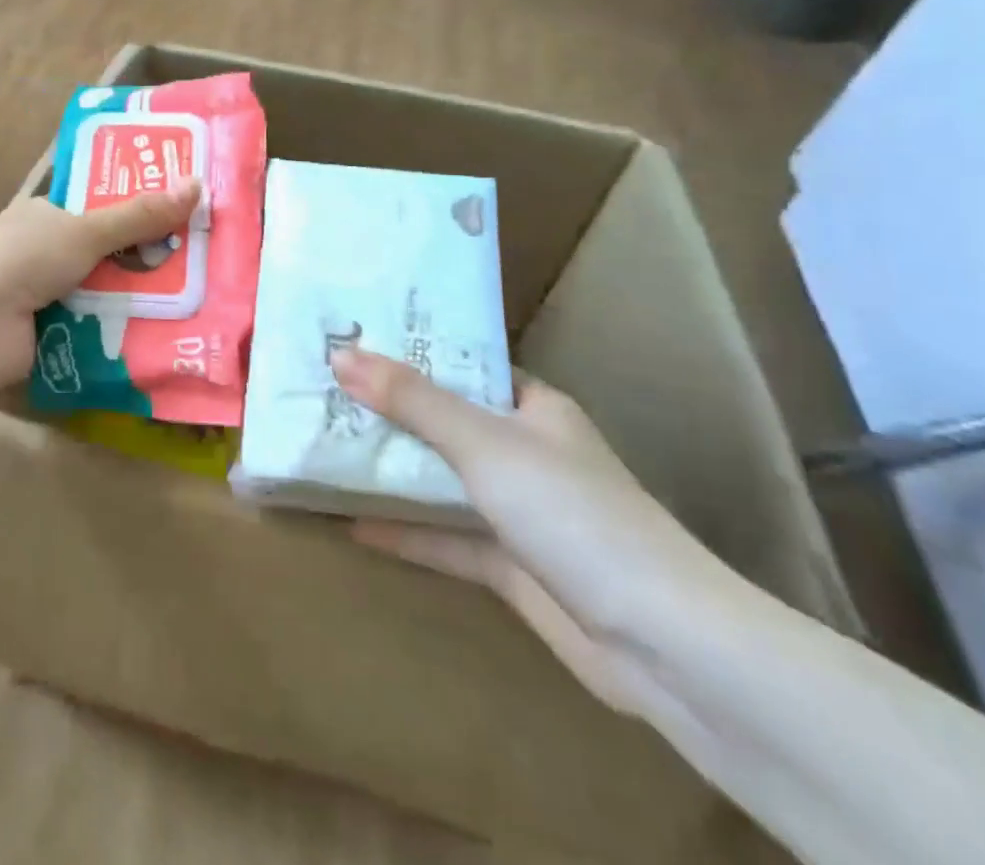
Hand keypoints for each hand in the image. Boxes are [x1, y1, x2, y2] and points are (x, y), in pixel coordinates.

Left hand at [0, 180, 201, 398]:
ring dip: (136, 298)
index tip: (180, 217)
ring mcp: (45, 295)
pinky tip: (163, 332)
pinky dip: (120, 330)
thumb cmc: (24, 259)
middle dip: (144, 260)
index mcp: (45, 215)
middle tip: (197, 264)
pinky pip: (96, 327)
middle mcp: (44, 252)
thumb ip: (140, 215)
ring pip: (104, 292)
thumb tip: (198, 185)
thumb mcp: (87, 230)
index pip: (97, 208)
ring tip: (193, 299)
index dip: (136, 211)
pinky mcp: (50, 334)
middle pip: (106, 253)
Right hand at [331, 349, 743, 721]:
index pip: (463, 365)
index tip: (353, 340)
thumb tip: (340, 355)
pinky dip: (403, 530)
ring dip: (390, 471)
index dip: (410, 351)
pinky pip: (444, 536)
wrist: (662, 644)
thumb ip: (411, 400)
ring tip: (324, 448)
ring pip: (440, 480)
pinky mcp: (508, 564)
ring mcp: (517, 511)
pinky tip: (350, 523)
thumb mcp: (483, 442)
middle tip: (321, 391)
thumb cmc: (572, 512)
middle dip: (388, 411)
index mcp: (531, 407)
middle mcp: (523, 451)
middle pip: (443, 421)